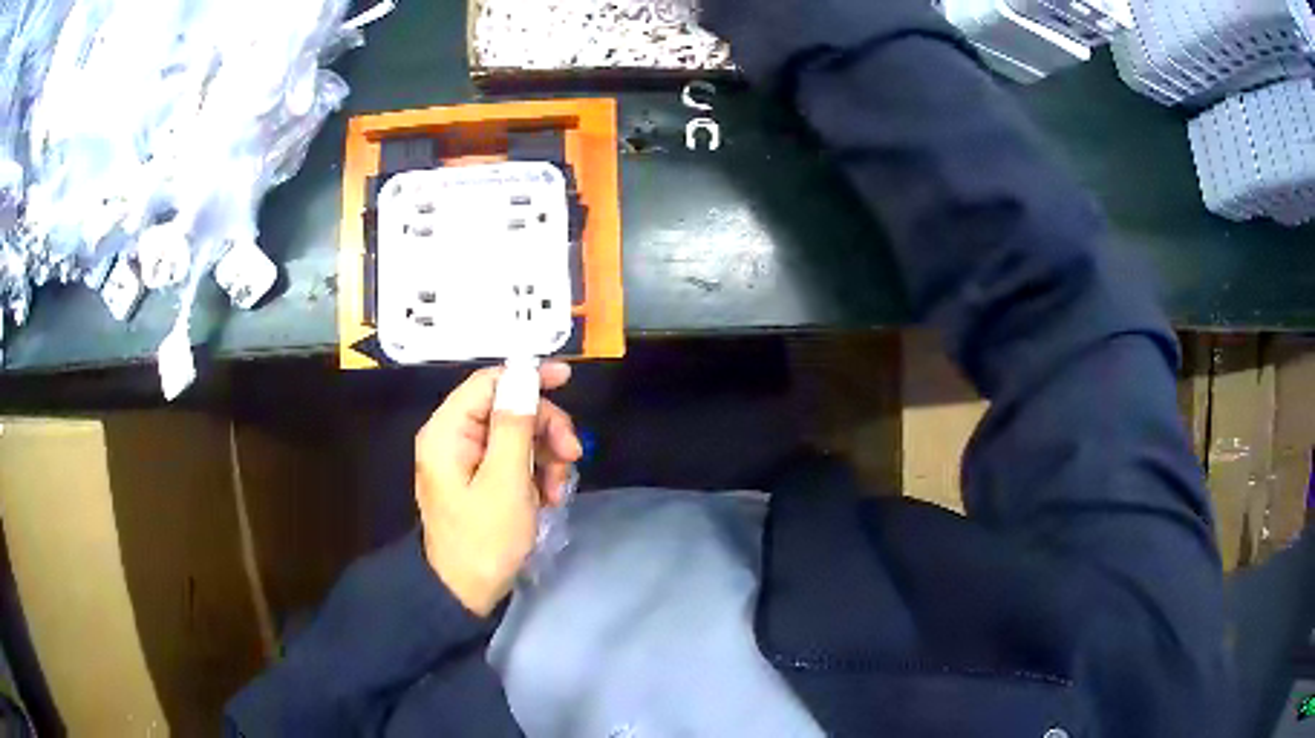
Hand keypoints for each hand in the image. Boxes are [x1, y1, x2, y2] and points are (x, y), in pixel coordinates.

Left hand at [415, 362, 582, 615]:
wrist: (466, 593)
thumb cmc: (484, 539)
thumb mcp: (506, 481)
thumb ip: (514, 425)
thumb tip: (524, 374)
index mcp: (447, 431)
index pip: (488, 383)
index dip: (527, 376)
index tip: (567, 379)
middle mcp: (453, 437)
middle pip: (507, 408)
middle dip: (544, 428)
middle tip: (573, 455)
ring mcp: (466, 460)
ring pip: (517, 434)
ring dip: (546, 456)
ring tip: (559, 489)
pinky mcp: (479, 479)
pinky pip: (514, 460)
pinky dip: (537, 473)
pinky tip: (549, 497)